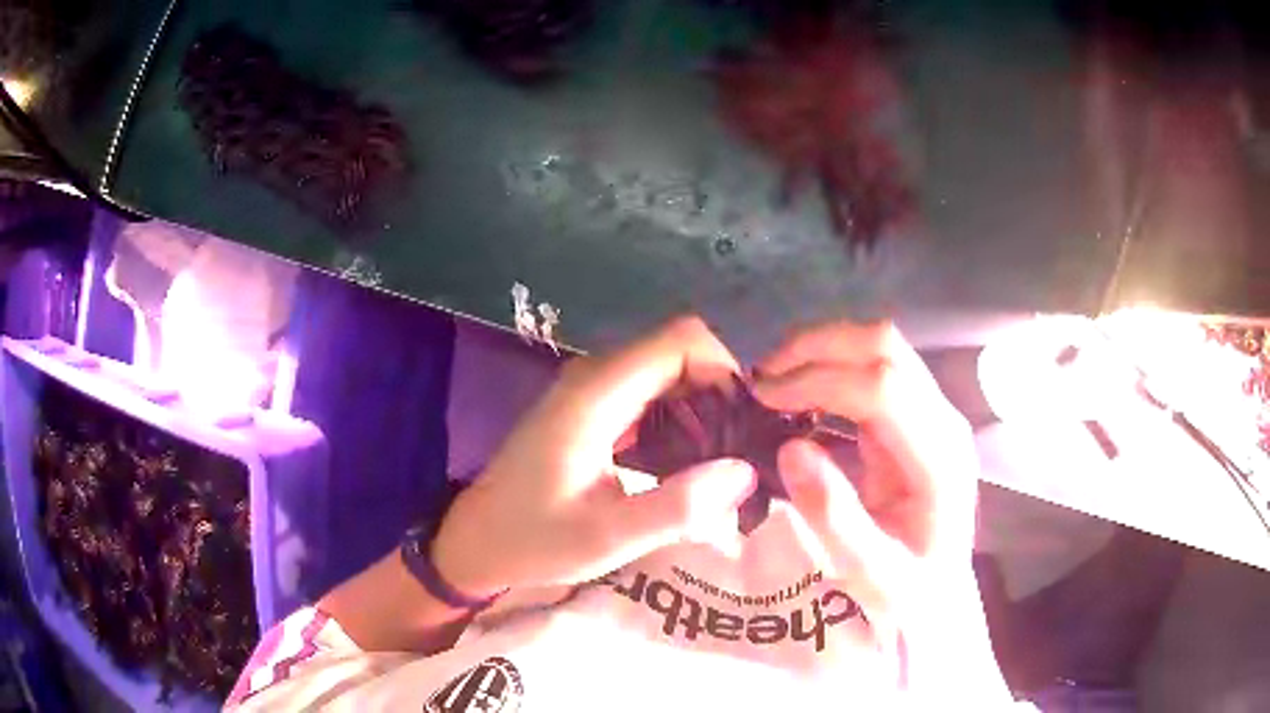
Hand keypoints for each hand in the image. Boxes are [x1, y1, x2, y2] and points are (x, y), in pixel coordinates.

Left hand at [434, 317, 758, 598]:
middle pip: (677, 351)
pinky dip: (678, 418)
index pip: (680, 340)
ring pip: (666, 372)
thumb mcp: (608, 537)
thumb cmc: (534, 539)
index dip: (725, 369)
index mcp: (597, 394)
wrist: (477, 541)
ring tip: (721, 461)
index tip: (746, 422)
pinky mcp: (590, 410)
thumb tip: (744, 471)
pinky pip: (648, 394)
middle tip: (741, 450)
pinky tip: (686, 463)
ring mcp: (590, 390)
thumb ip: (677, 506)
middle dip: (719, 391)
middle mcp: (594, 377)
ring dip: (701, 408)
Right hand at [753, 322, 1006, 700]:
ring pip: (878, 349)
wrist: (940, 593)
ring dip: (821, 352)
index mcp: (940, 457)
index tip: (764, 396)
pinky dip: (829, 370)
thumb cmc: (909, 592)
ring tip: (772, 381)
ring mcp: (931, 414)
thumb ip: (835, 518)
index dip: (820, 380)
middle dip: (816, 349)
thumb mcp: (869, 575)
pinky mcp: (914, 418)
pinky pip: (871, 372)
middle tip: (760, 379)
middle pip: (884, 349)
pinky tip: (796, 395)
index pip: (884, 387)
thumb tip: (791, 448)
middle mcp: (942, 420)